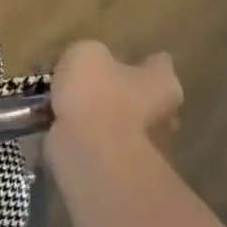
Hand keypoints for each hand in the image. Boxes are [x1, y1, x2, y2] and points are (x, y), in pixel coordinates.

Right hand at [45, 41, 182, 168]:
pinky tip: (61, 133)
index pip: (160, 63)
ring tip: (66, 111)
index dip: (142, 60)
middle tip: (90, 87)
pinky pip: (104, 148)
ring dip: (101, 120)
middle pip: (144, 97)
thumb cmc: (97, 95)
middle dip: (121, 94)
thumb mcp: (85, 55)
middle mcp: (165, 116)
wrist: (91, 154)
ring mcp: (147, 149)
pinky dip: (87, 142)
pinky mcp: (124, 171)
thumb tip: (89, 64)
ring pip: (122, 125)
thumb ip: (91, 54)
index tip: (125, 59)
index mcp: (162, 83)